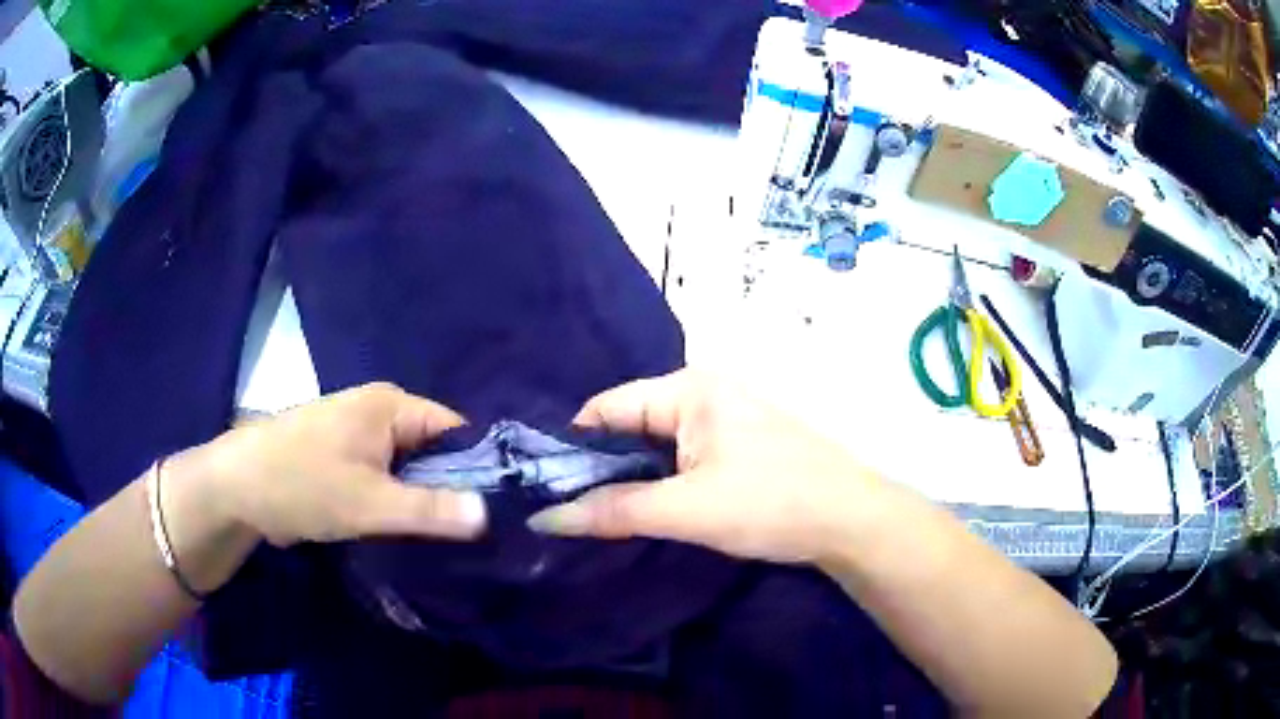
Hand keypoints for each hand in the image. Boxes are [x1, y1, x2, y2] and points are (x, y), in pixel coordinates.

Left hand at [176, 383, 485, 549]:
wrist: (235, 488)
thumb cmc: (301, 485)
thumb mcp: (369, 503)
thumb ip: (431, 509)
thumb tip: (490, 513)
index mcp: (390, 405)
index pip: (454, 430)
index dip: (477, 468)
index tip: (496, 510)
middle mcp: (377, 410)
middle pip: (432, 449)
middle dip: (447, 489)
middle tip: (468, 533)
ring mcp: (356, 432)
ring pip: (406, 467)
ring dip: (418, 498)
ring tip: (439, 537)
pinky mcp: (341, 455)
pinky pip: (382, 475)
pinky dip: (392, 499)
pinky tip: (399, 528)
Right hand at [527, 369, 879, 563]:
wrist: (852, 521)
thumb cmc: (770, 503)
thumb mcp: (686, 510)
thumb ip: (613, 511)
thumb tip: (543, 517)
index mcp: (690, 388)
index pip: (608, 407)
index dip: (574, 446)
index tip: (546, 486)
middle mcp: (705, 393)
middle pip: (631, 426)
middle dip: (602, 467)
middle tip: (569, 509)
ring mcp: (726, 419)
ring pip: (657, 447)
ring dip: (632, 479)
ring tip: (600, 516)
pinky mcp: (739, 447)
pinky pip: (682, 459)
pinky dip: (661, 483)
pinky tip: (647, 511)